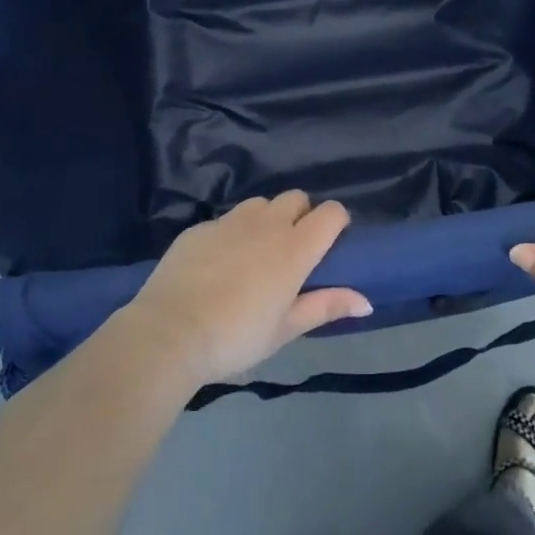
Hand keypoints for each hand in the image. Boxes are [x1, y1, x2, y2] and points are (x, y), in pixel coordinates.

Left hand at [126, 192, 370, 387]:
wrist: (168, 334)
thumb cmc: (236, 337)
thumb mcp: (285, 329)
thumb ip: (326, 306)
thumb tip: (366, 301)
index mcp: (295, 248)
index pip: (331, 212)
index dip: (336, 222)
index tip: (331, 243)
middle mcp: (267, 224)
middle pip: (296, 198)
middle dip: (301, 214)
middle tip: (292, 250)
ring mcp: (230, 221)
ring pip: (260, 204)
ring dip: (267, 219)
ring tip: (256, 251)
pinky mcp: (199, 227)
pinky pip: (226, 219)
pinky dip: (232, 233)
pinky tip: (218, 264)